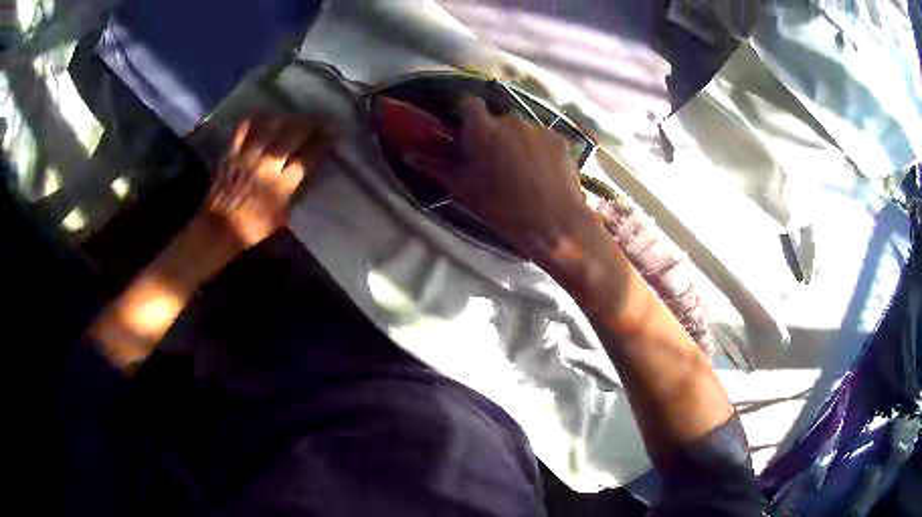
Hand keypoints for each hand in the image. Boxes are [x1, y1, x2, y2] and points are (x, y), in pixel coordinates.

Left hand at [202, 113, 335, 248]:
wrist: (219, 228)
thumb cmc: (253, 227)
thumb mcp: (282, 214)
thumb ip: (295, 190)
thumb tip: (307, 170)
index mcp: (282, 185)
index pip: (308, 156)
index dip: (324, 141)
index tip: (334, 132)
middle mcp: (267, 166)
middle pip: (294, 134)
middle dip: (312, 123)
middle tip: (321, 118)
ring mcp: (248, 156)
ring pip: (271, 125)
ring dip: (288, 117)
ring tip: (295, 115)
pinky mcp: (232, 152)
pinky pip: (243, 127)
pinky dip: (255, 117)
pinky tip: (264, 114)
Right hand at [412, 97, 595, 260]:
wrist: (552, 222)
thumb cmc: (500, 207)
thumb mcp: (462, 189)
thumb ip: (435, 167)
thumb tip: (409, 156)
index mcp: (481, 128)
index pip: (469, 104)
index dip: (467, 116)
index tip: (467, 133)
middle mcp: (510, 119)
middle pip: (497, 119)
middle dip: (494, 133)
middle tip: (494, 160)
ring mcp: (538, 128)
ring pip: (522, 129)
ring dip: (517, 142)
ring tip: (522, 171)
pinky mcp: (559, 139)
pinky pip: (543, 139)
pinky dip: (539, 150)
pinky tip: (542, 174)